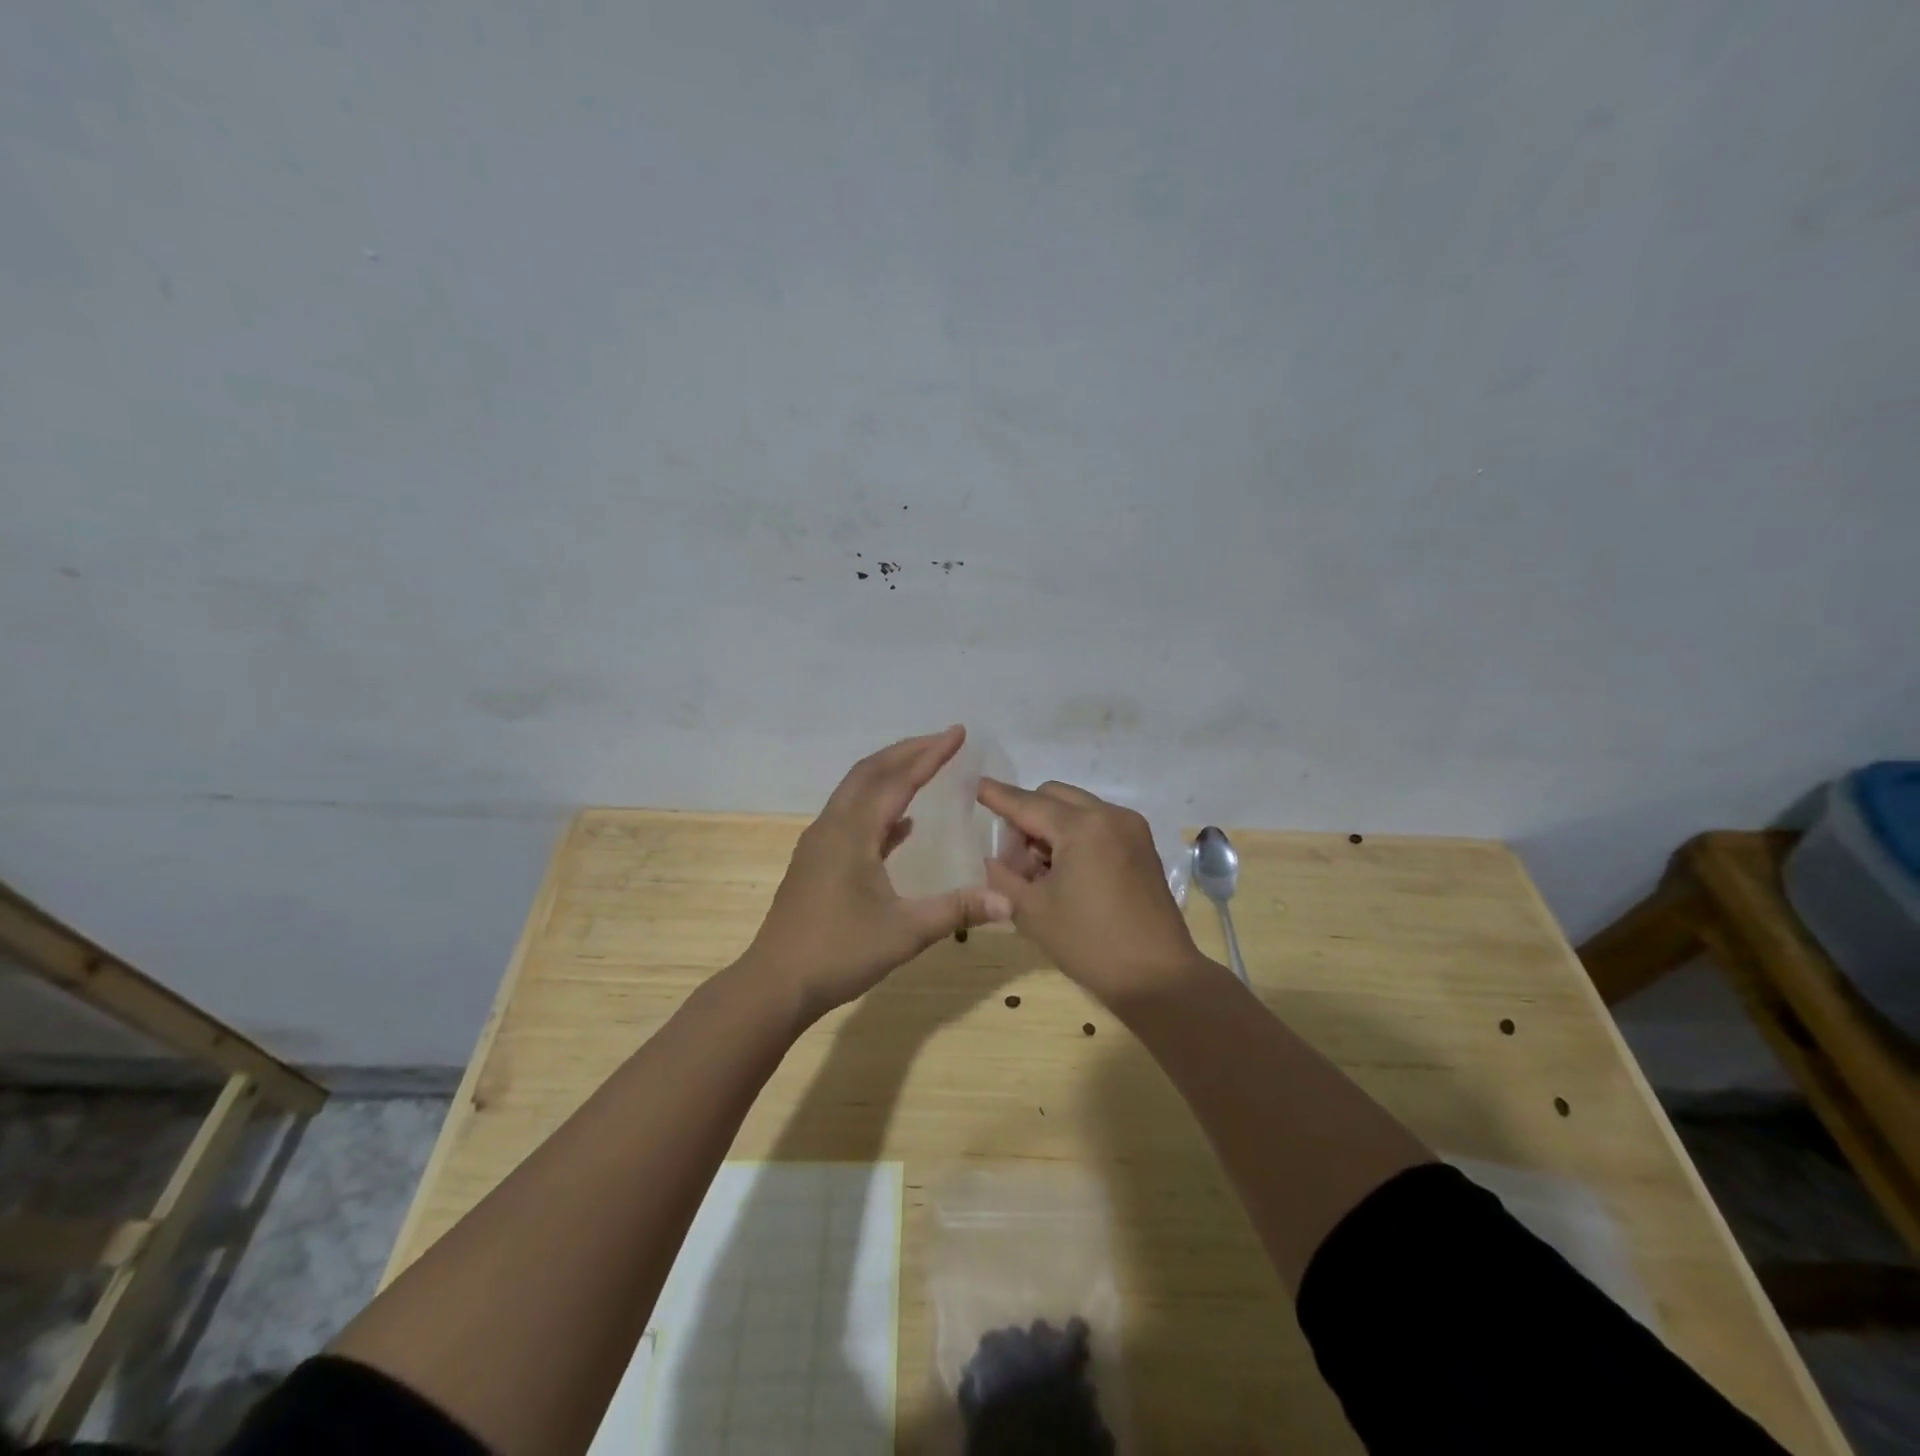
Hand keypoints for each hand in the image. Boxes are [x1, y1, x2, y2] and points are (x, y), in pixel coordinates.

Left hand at [745, 727, 1012, 1020]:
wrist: (776, 983)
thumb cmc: (839, 953)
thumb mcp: (905, 932)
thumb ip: (957, 910)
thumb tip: (1008, 902)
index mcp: (852, 832)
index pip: (897, 780)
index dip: (930, 754)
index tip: (957, 733)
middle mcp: (833, 827)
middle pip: (870, 772)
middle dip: (907, 751)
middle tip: (943, 741)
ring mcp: (820, 843)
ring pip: (856, 792)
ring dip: (890, 774)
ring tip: (925, 768)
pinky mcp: (817, 862)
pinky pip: (851, 819)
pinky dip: (878, 809)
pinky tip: (902, 825)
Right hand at [979, 778, 1210, 1004]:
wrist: (1158, 978)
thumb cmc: (1090, 943)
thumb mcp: (1032, 911)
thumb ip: (1003, 877)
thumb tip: (993, 858)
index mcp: (1082, 827)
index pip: (1028, 803)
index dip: (998, 796)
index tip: (975, 785)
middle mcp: (1110, 815)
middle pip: (1054, 797)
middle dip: (1026, 815)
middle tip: (1012, 856)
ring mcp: (1131, 829)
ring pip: (1077, 809)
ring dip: (1051, 826)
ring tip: (1039, 871)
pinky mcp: (1142, 847)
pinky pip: (1098, 825)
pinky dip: (1075, 836)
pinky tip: (1066, 873)